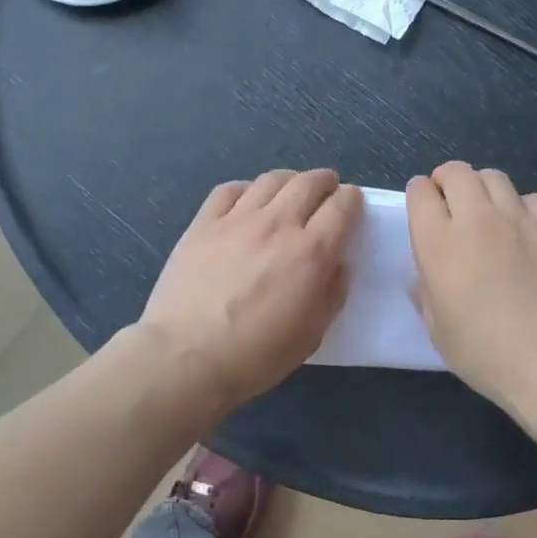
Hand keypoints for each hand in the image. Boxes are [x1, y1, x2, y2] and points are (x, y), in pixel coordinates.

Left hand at [140, 168, 362, 415]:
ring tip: (291, 189)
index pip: (342, 206)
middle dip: (325, 181)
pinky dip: (247, 188)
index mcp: (311, 252)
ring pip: (271, 180)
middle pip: (308, 183)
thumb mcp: (311, 335)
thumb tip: (337, 264)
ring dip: (290, 180)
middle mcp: (277, 224)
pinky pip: (229, 190)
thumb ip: (331, 293)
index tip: (352, 204)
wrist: (184, 357)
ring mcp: (237, 220)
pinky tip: (248, 200)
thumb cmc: (255, 356)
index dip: (352, 200)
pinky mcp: (203, 224)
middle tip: (327, 188)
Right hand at [407, 162, 536, 406]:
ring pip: (494, 177)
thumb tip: (426, 278)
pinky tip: (524, 230)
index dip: (419, 195)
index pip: (420, 192)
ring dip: (482, 188)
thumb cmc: (486, 353)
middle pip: (456, 172)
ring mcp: (519, 219)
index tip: (423, 209)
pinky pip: (532, 198)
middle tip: (450, 202)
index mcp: (438, 243)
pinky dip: (521, 206)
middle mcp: (476, 219)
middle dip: (447, 180)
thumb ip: (427, 294)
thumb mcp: (438, 331)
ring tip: (487, 211)